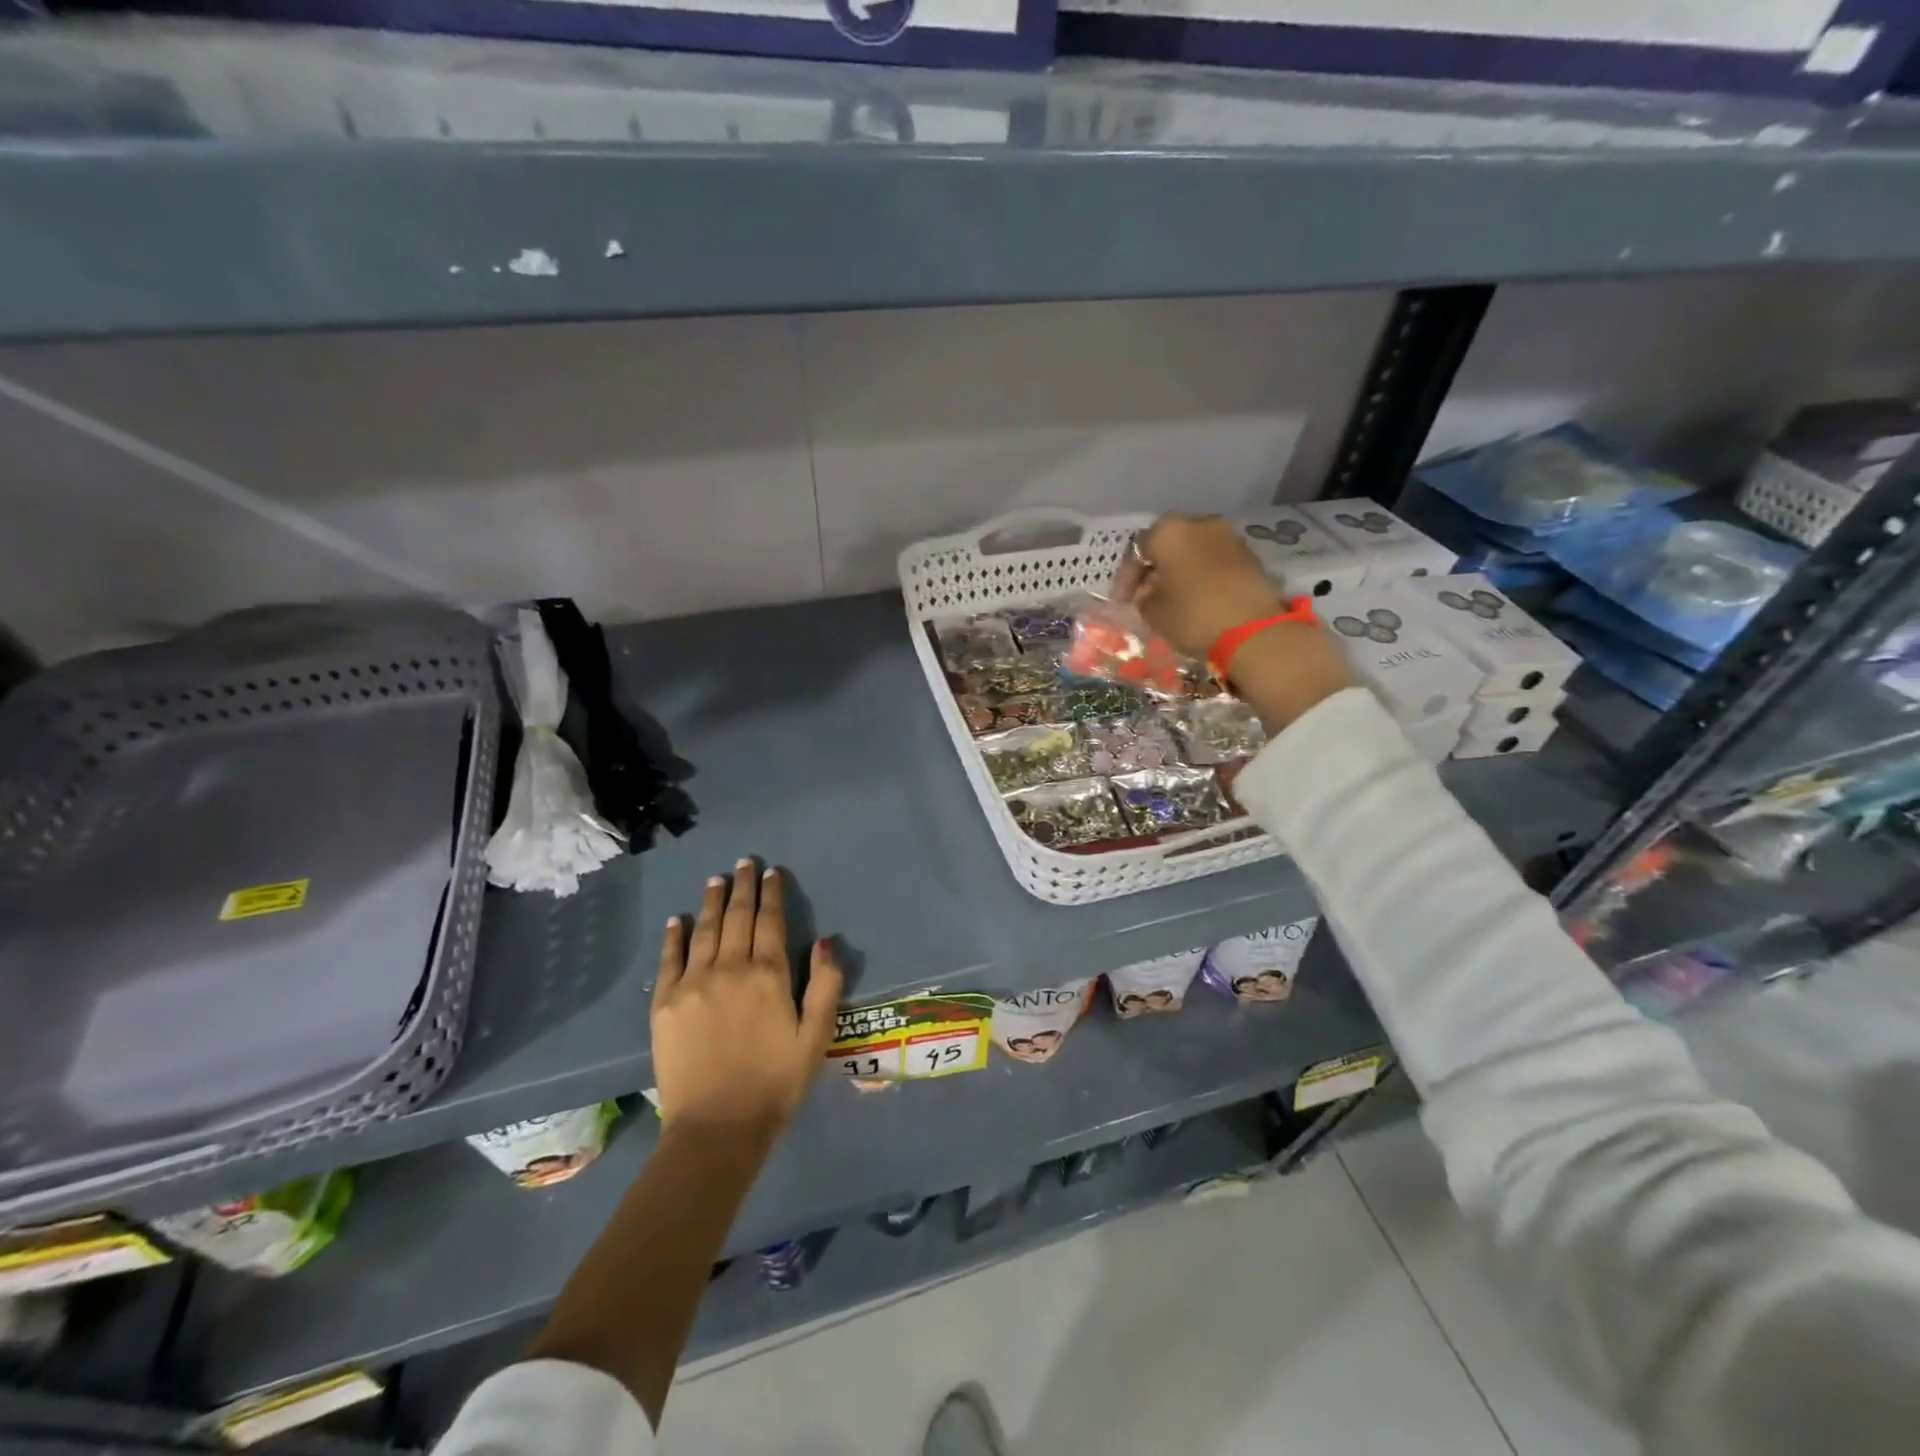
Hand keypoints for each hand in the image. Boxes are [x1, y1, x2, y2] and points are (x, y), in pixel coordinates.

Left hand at [651, 860, 843, 1140]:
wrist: (716, 1127)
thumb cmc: (776, 1082)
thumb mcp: (816, 1036)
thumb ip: (825, 984)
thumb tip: (825, 940)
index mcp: (768, 974)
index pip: (770, 920)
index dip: (772, 893)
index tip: (772, 872)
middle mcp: (729, 967)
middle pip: (737, 916)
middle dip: (743, 886)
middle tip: (745, 863)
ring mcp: (692, 983)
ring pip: (704, 929)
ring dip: (711, 901)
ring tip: (716, 879)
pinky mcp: (664, 1003)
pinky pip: (670, 959)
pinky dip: (675, 935)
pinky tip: (678, 920)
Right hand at [1116, 513, 1353, 732]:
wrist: (1253, 630)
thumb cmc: (1192, 615)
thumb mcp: (1153, 612)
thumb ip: (1143, 596)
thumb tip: (1149, 590)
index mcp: (1168, 531)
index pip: (1137, 550)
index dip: (1126, 577)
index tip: (1122, 601)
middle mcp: (1199, 523)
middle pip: (1168, 543)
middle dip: (1155, 568)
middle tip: (1146, 594)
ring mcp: (1228, 536)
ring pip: (1193, 550)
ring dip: (1180, 570)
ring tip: (1172, 597)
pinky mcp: (1249, 554)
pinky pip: (1215, 560)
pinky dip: (1202, 574)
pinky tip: (1198, 597)